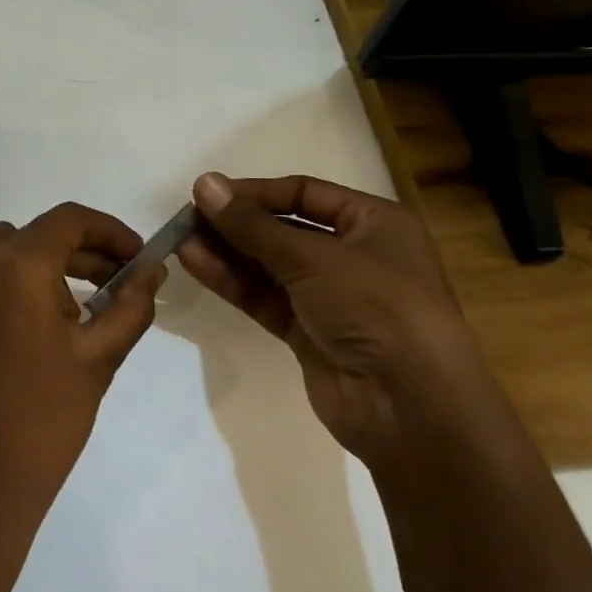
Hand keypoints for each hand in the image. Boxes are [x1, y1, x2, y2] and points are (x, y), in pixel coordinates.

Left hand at [0, 202, 165, 534]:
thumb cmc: (47, 418)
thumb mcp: (101, 356)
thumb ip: (132, 302)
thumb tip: (151, 268)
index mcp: (18, 265)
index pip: (69, 220)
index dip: (108, 231)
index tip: (132, 257)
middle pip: (29, 237)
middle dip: (72, 254)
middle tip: (103, 286)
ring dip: (26, 270)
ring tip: (52, 313)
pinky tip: (5, 333)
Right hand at [178, 171, 484, 467]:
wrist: (411, 407)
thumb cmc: (376, 307)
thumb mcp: (313, 257)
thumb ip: (252, 225)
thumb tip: (203, 184)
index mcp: (375, 223)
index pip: (304, 193)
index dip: (256, 192)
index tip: (209, 192)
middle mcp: (355, 255)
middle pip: (284, 229)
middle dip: (237, 224)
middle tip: (187, 217)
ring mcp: (331, 297)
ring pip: (270, 266)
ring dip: (228, 252)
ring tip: (180, 239)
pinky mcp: (310, 333)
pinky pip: (265, 298)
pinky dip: (233, 282)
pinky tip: (196, 264)